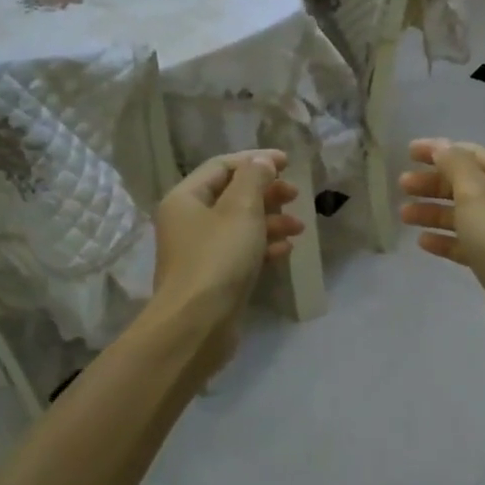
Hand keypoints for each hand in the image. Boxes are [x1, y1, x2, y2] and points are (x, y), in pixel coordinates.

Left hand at [149, 150, 303, 368]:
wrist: (197, 324)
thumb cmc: (218, 258)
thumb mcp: (241, 210)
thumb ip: (254, 178)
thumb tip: (261, 161)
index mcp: (186, 198)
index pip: (222, 166)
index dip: (255, 160)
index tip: (288, 162)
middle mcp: (188, 221)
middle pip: (232, 195)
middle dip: (267, 193)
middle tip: (295, 195)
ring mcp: (200, 252)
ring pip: (240, 225)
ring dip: (271, 221)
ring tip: (299, 228)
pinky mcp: (214, 278)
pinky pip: (241, 252)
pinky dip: (263, 246)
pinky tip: (286, 251)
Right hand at [399, 138, 484, 355]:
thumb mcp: (476, 193)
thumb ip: (455, 165)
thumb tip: (442, 148)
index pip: (473, 155)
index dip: (440, 151)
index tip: (408, 152)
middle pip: (468, 185)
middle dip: (433, 184)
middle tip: (402, 186)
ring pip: (465, 216)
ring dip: (434, 212)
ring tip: (403, 215)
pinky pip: (467, 244)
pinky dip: (445, 240)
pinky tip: (423, 242)